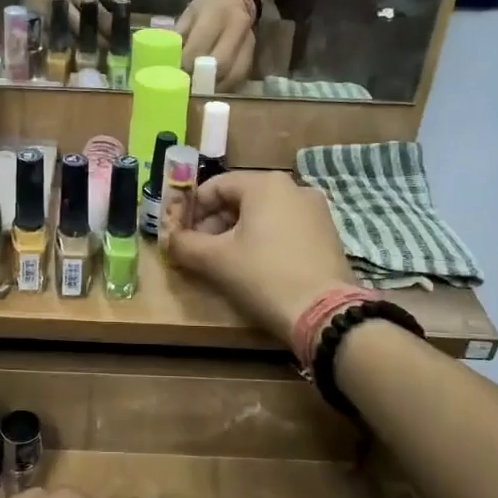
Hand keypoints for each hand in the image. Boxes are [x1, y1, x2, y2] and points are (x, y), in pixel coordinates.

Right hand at [166, 171, 356, 342]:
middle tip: (199, 251)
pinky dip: (264, 240)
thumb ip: (185, 244)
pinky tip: (256, 267)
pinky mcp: (327, 234)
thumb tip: (170, 240)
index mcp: (265, 184)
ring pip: (263, 214)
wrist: (324, 314)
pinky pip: (285, 228)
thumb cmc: (263, 276)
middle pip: (240, 198)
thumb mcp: (215, 260)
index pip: (215, 186)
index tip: (179, 234)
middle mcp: (294, 187)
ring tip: (225, 262)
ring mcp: (316, 210)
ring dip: (237, 233)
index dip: (191, 209)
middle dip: (214, 223)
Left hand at [175, 0, 256, 89]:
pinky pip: (240, 77)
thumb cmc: (207, 7)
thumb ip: (180, 35)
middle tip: (188, 85)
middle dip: (202, 79)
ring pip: (234, 74)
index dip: (187, 63)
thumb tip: (168, 61)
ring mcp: (248, 43)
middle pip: (221, 63)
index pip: (201, 44)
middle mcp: (236, 27)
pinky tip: (212, 89)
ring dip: (215, 88)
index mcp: (216, 13)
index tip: (176, 72)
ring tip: (199, 91)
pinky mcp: (252, 55)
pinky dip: (225, 88)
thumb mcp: (189, 13)